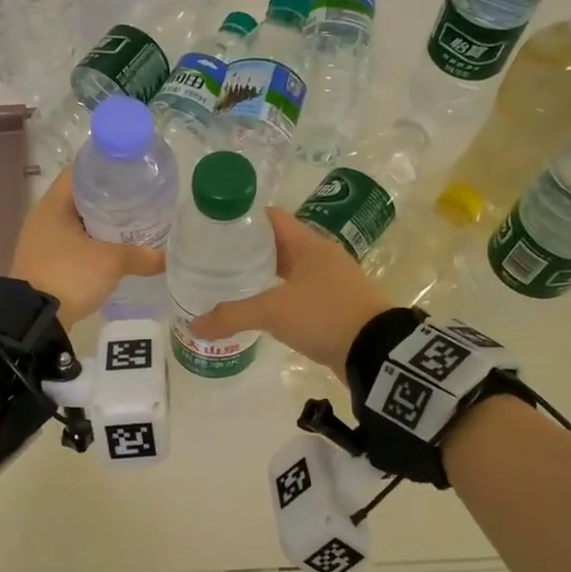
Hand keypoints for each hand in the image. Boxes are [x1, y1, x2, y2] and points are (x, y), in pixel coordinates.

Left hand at [10, 166, 165, 327]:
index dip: (105, 167)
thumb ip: (140, 256)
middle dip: (109, 199)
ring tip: (133, 225)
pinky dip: (93, 246)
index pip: (79, 171)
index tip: (131, 171)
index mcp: (53, 205)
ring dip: (101, 226)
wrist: (34, 320)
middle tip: (139, 199)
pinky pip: (74, 246)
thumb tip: (167, 258)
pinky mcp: (46, 265)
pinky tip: (114, 253)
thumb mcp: (110, 262)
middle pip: (80, 198)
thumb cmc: (69, 275)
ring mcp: (42, 243)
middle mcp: (44, 219)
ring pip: (78, 224)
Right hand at [188, 208, 390, 379]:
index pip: (271, 218)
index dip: (242, 219)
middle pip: (277, 244)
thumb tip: (195, 325)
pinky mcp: (332, 306)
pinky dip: (276, 297)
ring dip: (261, 275)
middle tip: (212, 258)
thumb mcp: (274, 312)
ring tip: (227, 282)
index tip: (214, 228)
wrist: (375, 353)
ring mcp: (329, 282)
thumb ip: (232, 315)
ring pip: (287, 271)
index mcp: (309, 244)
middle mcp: (320, 257)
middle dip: (246, 250)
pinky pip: (297, 294)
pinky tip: (256, 309)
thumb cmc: (325, 316)